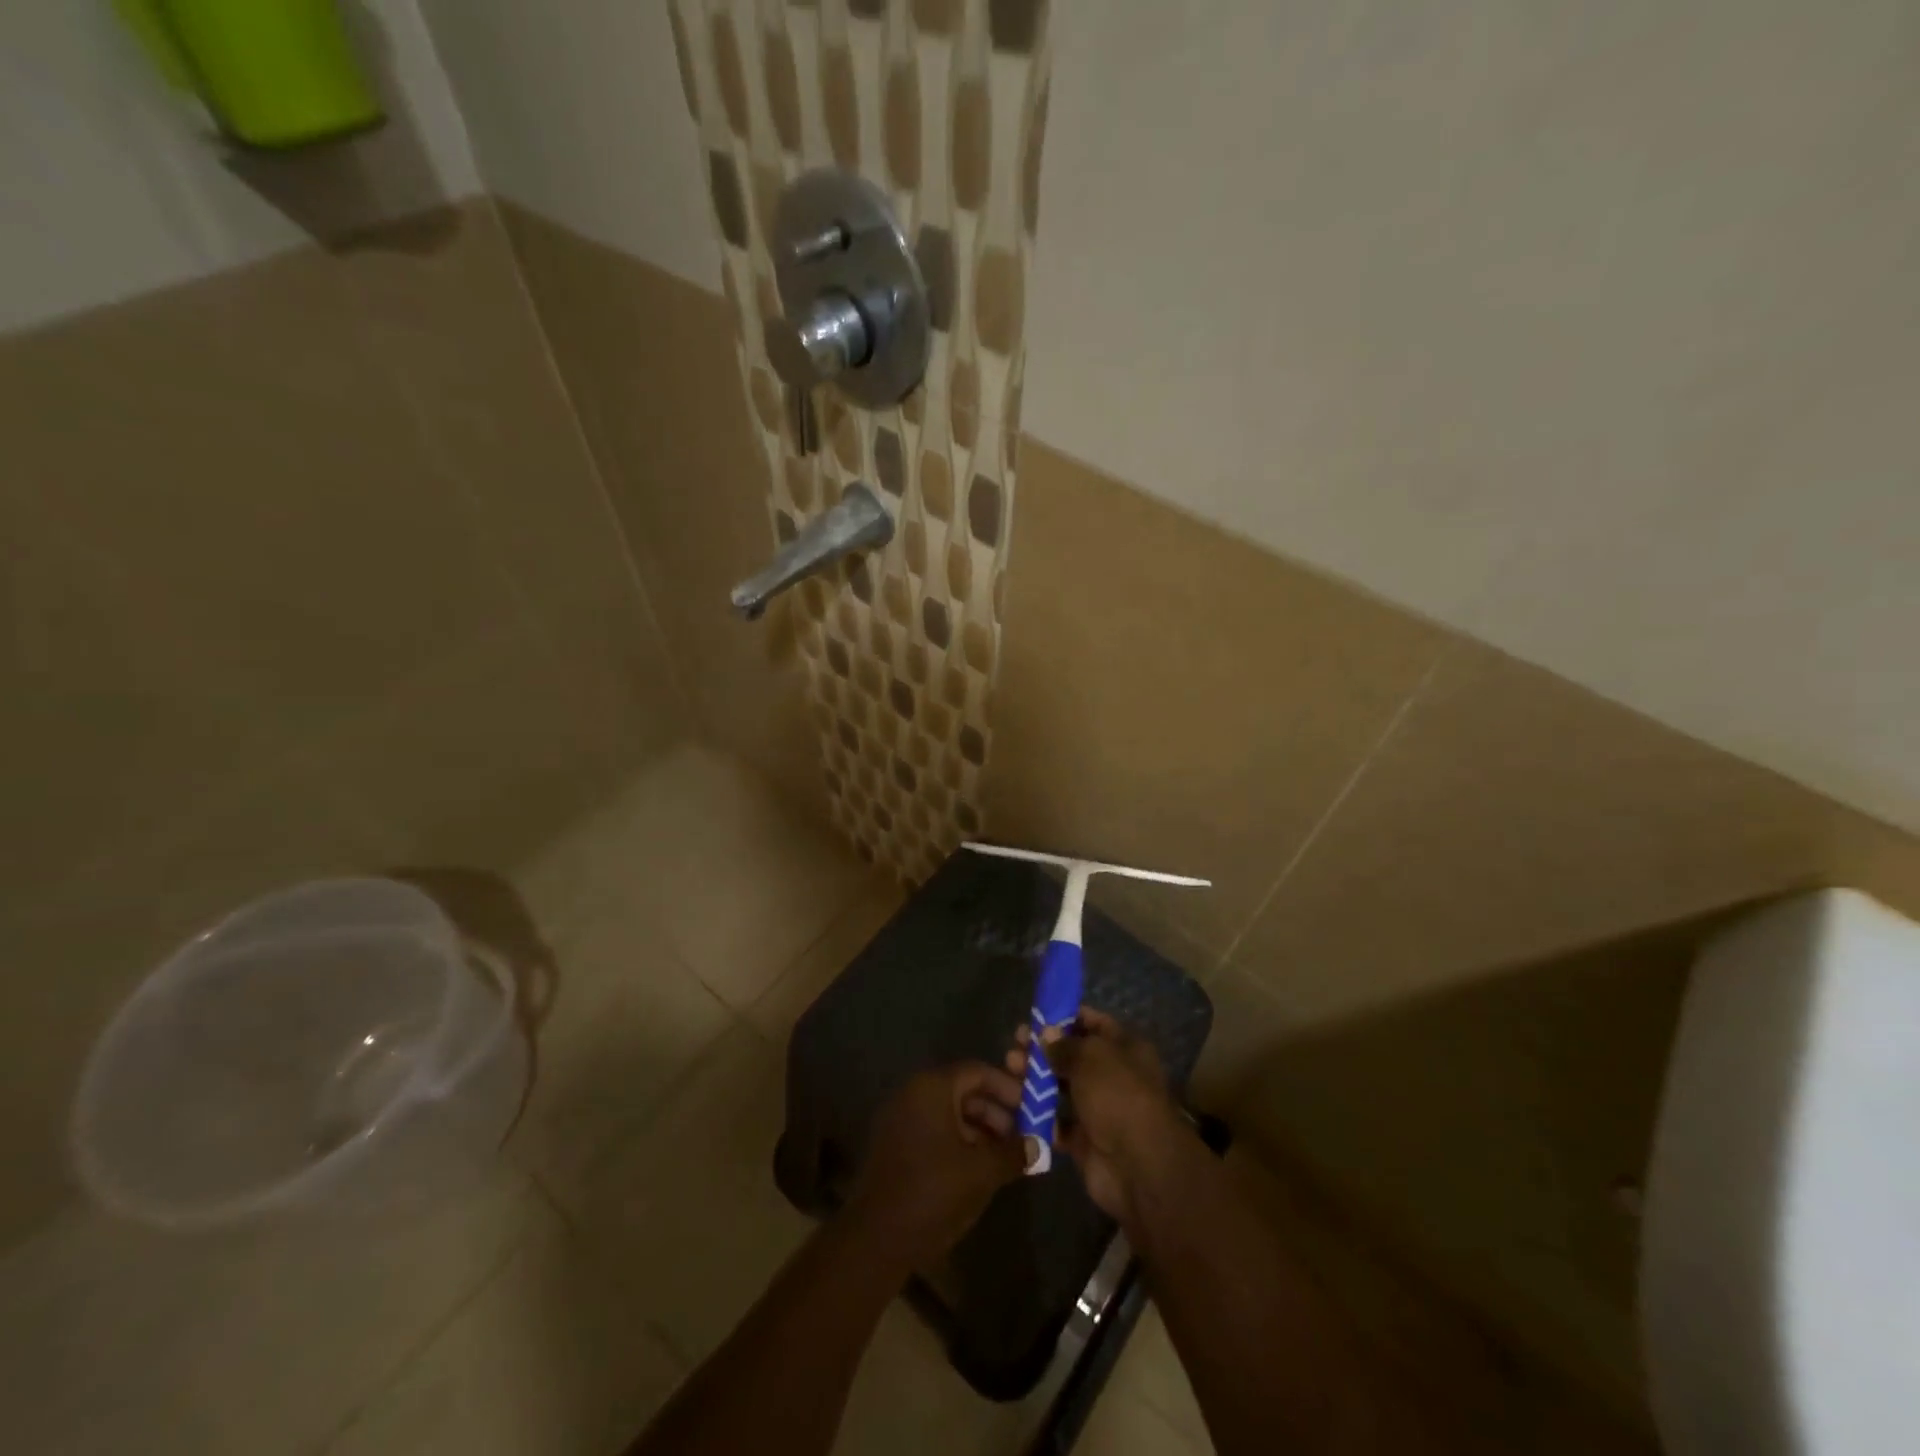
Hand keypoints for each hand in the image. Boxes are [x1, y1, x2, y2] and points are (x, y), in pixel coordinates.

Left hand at [845, 1061, 1026, 1267]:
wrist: (875, 1238)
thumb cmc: (932, 1192)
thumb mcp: (982, 1172)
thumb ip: (1013, 1153)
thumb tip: (1039, 1145)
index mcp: (932, 1088)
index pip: (978, 1071)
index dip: (1008, 1088)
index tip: (1032, 1108)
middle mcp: (913, 1093)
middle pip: (963, 1090)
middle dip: (996, 1112)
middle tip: (1023, 1137)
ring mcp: (901, 1118)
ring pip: (949, 1112)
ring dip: (980, 1129)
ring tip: (1005, 1157)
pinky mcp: (895, 1144)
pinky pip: (934, 1129)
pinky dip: (959, 1141)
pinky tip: (978, 1169)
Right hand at [1026, 1009, 1191, 1222]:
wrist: (1138, 1167)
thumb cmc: (1118, 1095)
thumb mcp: (1091, 1057)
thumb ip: (1065, 1045)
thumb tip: (1047, 1034)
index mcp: (1125, 1049)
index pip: (1094, 1024)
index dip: (1066, 1018)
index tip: (1037, 1017)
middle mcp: (1113, 1076)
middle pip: (1073, 1056)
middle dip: (1043, 1049)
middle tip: (1015, 1043)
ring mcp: (1099, 1109)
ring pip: (1061, 1088)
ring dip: (1036, 1079)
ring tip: (1010, 1068)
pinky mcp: (1085, 1140)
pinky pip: (1057, 1122)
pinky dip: (1038, 1114)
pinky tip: (1015, 1102)